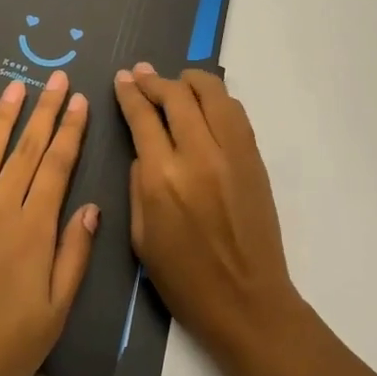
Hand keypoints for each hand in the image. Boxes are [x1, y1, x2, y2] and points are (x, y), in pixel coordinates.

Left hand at [0, 74, 98, 375]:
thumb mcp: (53, 316)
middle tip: (58, 78)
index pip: (56, 167)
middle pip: (26, 150)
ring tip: (18, 86)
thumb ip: (74, 257)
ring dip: (4, 116)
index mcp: (31, 232)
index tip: (80, 102)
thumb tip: (92, 207)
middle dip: (45, 111)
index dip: (70, 131)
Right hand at [114, 64, 302, 370]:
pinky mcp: (253, 157)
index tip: (123, 78)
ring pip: (211, 93)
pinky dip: (217, 98)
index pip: (142, 117)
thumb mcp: (140, 236)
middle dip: (154, 79)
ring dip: (189, 80)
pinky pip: (235, 112)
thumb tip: (144, 148)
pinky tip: (205, 101)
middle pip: (175, 96)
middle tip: (142, 73)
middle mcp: (197, 155)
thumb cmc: (184, 279)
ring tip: (176, 81)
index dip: (130, 93)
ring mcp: (231, 153)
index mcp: (161, 178)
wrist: (247, 302)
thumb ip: (137, 183)